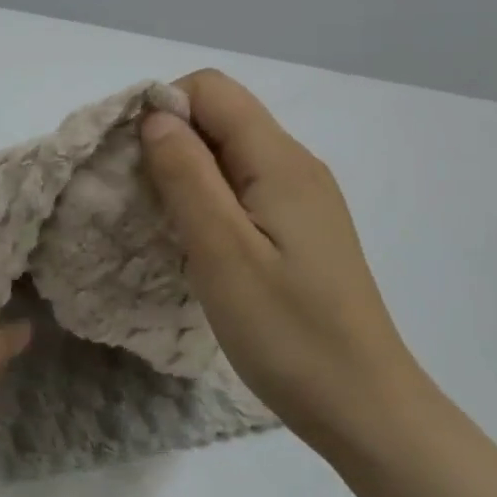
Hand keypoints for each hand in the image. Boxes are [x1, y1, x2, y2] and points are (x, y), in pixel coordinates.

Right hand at [141, 70, 424, 452]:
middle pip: (221, 116)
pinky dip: (207, 197)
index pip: (211, 89)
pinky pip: (243, 186)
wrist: (364, 407)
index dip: (164, 107)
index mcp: (280, 160)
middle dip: (169, 139)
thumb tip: (156, 115)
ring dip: (185, 171)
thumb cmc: (288, 332)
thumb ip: (187, 175)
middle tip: (138, 194)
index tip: (132, 158)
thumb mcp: (222, 251)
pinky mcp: (299, 228)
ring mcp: (301, 198)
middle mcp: (295, 165)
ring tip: (160, 219)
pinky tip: (195, 239)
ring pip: (229, 152)